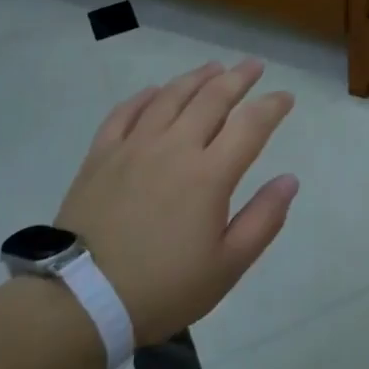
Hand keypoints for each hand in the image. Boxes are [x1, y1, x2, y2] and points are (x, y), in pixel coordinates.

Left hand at [56, 59, 297, 344]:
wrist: (80, 302)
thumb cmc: (163, 288)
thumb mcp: (227, 266)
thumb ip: (263, 219)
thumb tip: (289, 180)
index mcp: (209, 175)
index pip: (251, 125)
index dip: (272, 106)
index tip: (286, 98)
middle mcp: (174, 148)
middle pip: (212, 98)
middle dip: (238, 78)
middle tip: (254, 66)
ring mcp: (133, 147)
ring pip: (170, 97)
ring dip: (196, 78)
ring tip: (213, 67)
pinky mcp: (100, 156)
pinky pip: (125, 112)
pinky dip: (145, 96)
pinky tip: (155, 91)